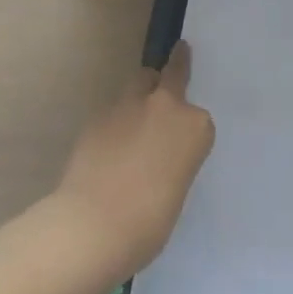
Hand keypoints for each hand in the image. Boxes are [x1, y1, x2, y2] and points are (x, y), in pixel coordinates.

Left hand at [55, 43, 214, 275]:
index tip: (180, 146)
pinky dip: (114, 121)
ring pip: (140, 82)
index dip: (188, 130)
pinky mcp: (99, 115)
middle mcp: (167, 106)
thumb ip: (173, 161)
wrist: (94, 226)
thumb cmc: (148, 222)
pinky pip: (113, 110)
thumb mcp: (176, 188)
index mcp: (196, 127)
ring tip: (132, 121)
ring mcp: (131, 106)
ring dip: (141, 95)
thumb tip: (155, 160)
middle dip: (172, 73)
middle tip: (172, 68)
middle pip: (172, 74)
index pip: (198, 118)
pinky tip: (106, 147)